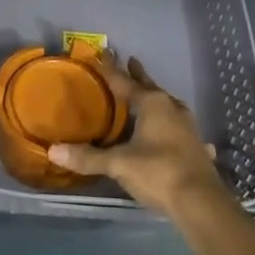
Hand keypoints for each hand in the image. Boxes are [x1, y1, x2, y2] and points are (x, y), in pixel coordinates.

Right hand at [48, 53, 228, 217]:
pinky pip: (182, 130)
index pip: (125, 81)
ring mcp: (188, 127)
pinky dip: (176, 128)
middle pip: (150, 87)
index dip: (112, 69)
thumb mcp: (118, 164)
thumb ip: (88, 157)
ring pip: (168, 106)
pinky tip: (181, 134)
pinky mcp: (198, 147)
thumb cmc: (157, 172)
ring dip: (157, 99)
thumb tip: (53, 150)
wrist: (201, 202)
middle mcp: (172, 108)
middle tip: (131, 60)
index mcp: (152, 104)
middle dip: (139, 76)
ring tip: (149, 96)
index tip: (104, 51)